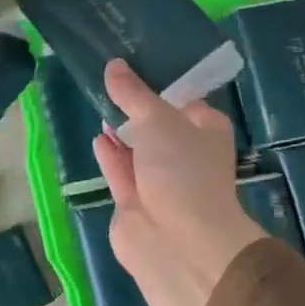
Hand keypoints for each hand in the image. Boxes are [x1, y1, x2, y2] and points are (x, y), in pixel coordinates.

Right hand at [92, 59, 265, 305]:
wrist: (176, 241)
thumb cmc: (181, 169)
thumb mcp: (157, 118)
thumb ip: (133, 93)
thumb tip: (113, 65)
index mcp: (206, 131)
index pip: (186, 101)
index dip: (163, 85)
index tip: (136, 65)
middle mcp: (187, 155)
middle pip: (159, 125)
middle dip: (138, 108)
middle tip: (111, 80)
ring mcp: (161, 182)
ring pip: (139, 150)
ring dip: (122, 131)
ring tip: (100, 103)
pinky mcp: (136, 203)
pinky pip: (121, 171)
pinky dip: (110, 155)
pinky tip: (98, 137)